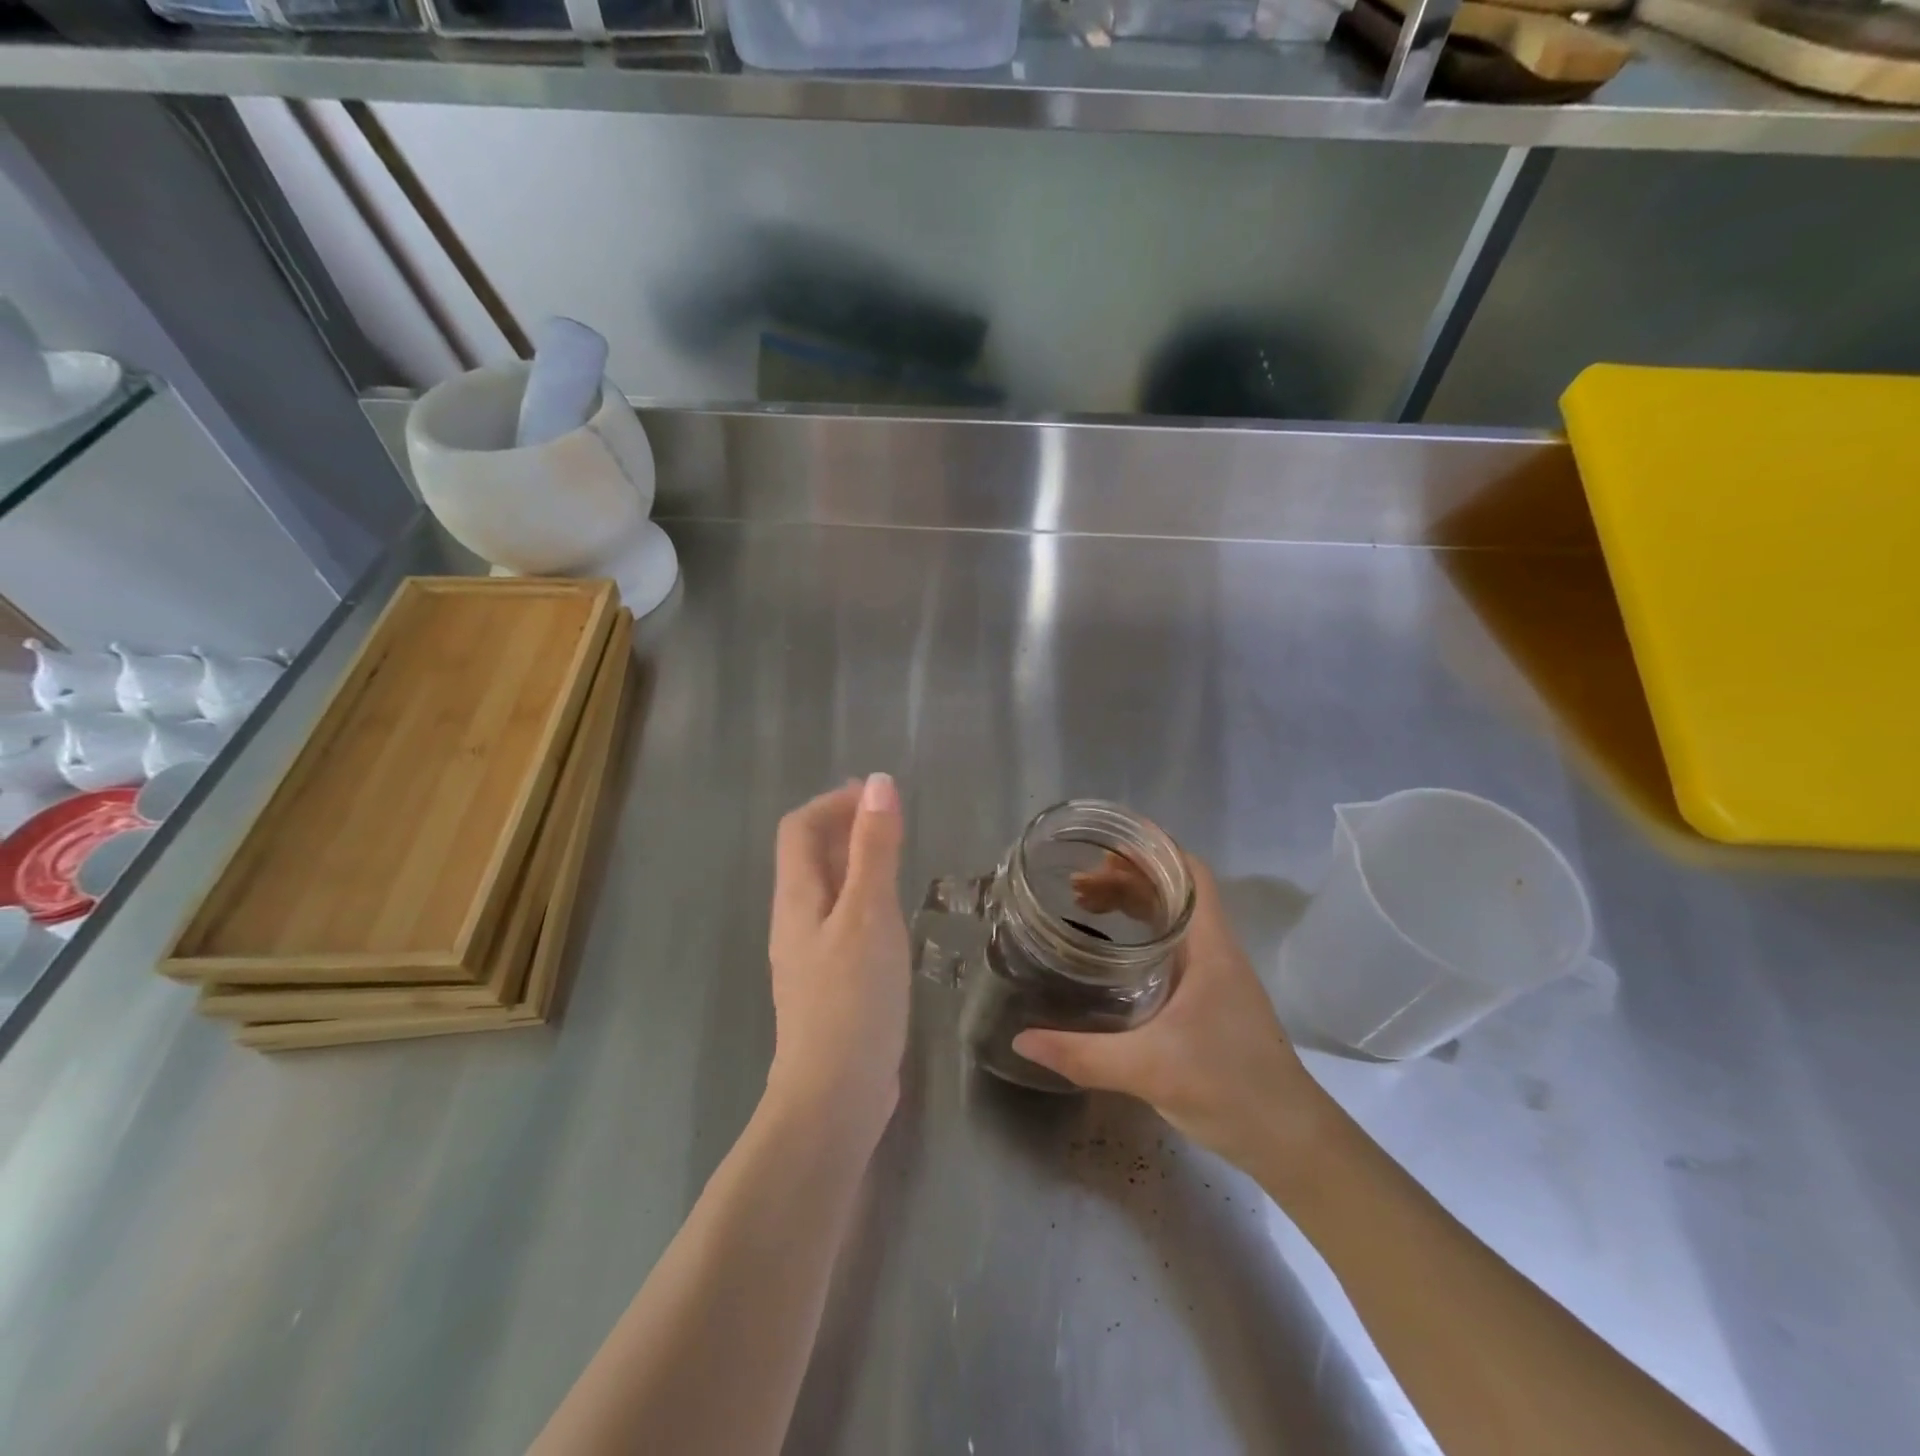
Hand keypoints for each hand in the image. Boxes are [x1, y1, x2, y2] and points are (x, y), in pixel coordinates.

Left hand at [765, 774, 909, 1145]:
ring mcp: (809, 957)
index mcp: (797, 898)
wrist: (834, 1095)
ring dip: (854, 863)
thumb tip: (877, 783)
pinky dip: (863, 901)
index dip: (832, 803)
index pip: (798, 829)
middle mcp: (795, 921)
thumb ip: (874, 848)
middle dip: (842, 827)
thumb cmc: (852, 997)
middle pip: (809, 857)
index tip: (875, 794)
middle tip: (889, 819)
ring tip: (895, 858)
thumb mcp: (869, 913)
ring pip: (827, 892)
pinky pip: (842, 924)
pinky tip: (892, 918)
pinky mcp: (829, 985)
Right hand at [1013, 855, 1333, 1174]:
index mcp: (1209, 947)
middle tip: (1076, 884)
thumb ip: (1082, 1054)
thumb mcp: (1148, 1069)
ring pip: (1172, 919)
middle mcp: (1215, 951)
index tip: (1105, 844)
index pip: (1189, 873)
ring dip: (1132, 905)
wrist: (1290, 1141)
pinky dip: (1141, 936)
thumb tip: (1022, 1040)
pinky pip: (1172, 948)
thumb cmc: (1229, 1089)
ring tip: (1085, 907)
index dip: (1152, 849)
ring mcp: (1216, 976)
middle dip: (1126, 877)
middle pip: (1173, 891)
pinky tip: (1113, 954)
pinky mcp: (1211, 1000)